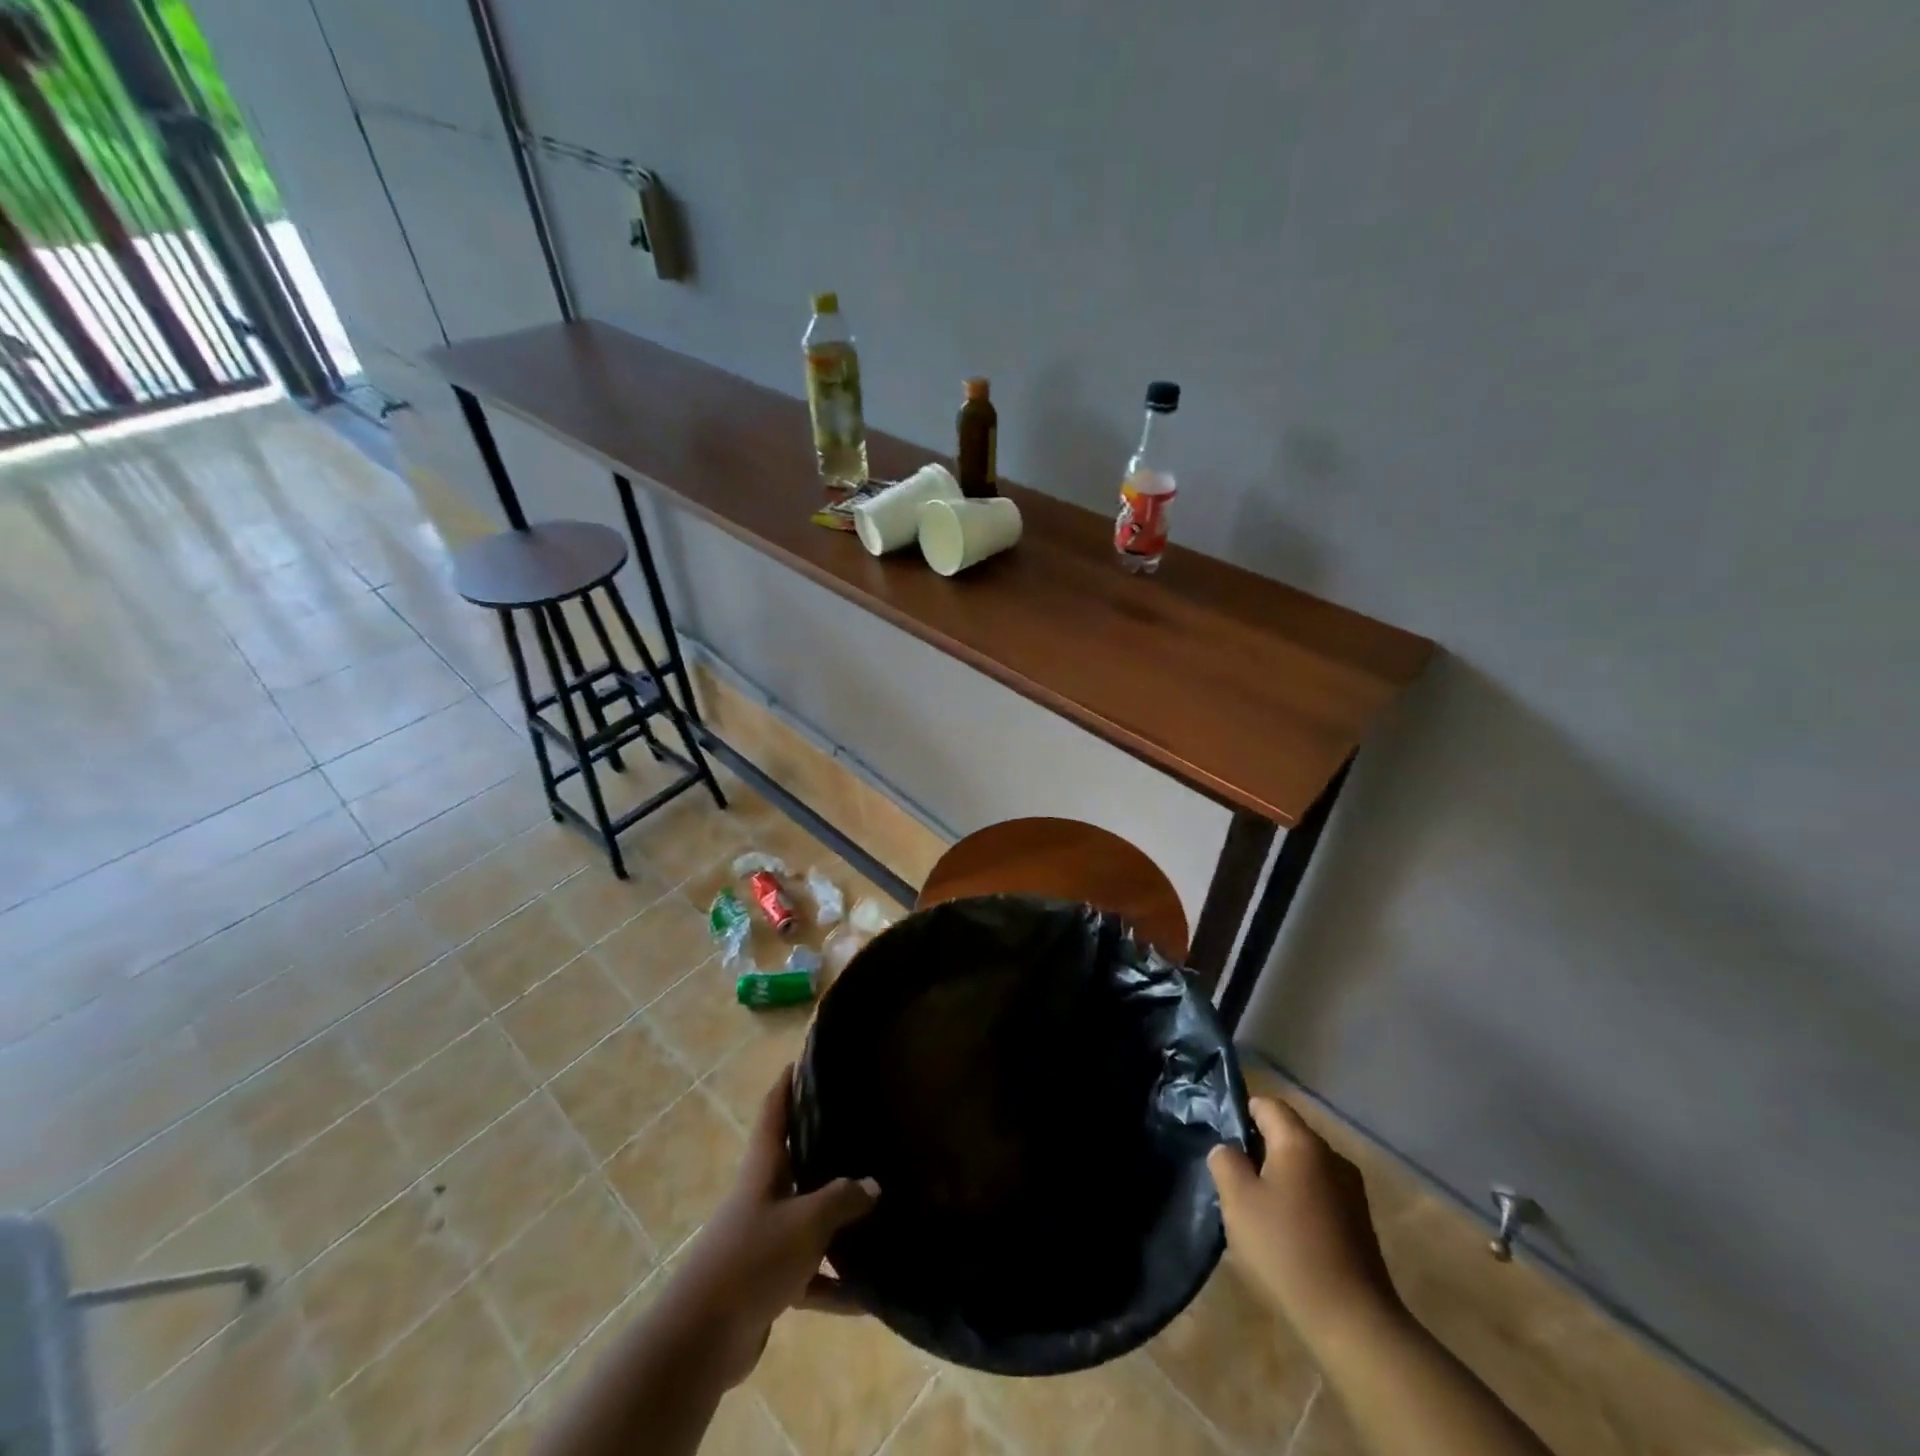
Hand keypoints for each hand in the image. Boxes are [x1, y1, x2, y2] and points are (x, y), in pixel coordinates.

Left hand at [668, 1066, 877, 1386]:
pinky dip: (833, 1285)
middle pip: (794, 1161)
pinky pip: (809, 1274)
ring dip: (836, 1221)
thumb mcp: (806, 1221)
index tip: (803, 1059)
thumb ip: (842, 1199)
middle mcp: (762, 1195)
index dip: (787, 1084)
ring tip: (878, 1209)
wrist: (702, 1339)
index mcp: (763, 1168)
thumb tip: (872, 1185)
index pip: (775, 1112)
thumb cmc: (753, 1258)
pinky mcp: (767, 1282)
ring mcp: (763, 1239)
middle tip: (860, 1126)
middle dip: (822, 1145)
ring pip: (807, 1219)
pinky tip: (867, 1297)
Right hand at [1207, 1096, 1401, 1343]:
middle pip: (1287, 1134)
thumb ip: (1225, 1161)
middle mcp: (1331, 1155)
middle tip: (1234, 1180)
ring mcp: (1351, 1189)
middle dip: (1258, 1149)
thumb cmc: (1287, 1250)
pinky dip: (1300, 1201)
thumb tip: (1229, 1150)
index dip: (1240, 1114)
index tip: (1223, 1142)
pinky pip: (1320, 1193)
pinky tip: (1287, 1233)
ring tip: (1258, 1210)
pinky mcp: (1360, 1221)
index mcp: (1301, 1141)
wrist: (1354, 1322)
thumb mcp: (1237, 1200)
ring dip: (1280, 1178)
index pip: (1267, 1104)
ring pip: (1303, 1165)